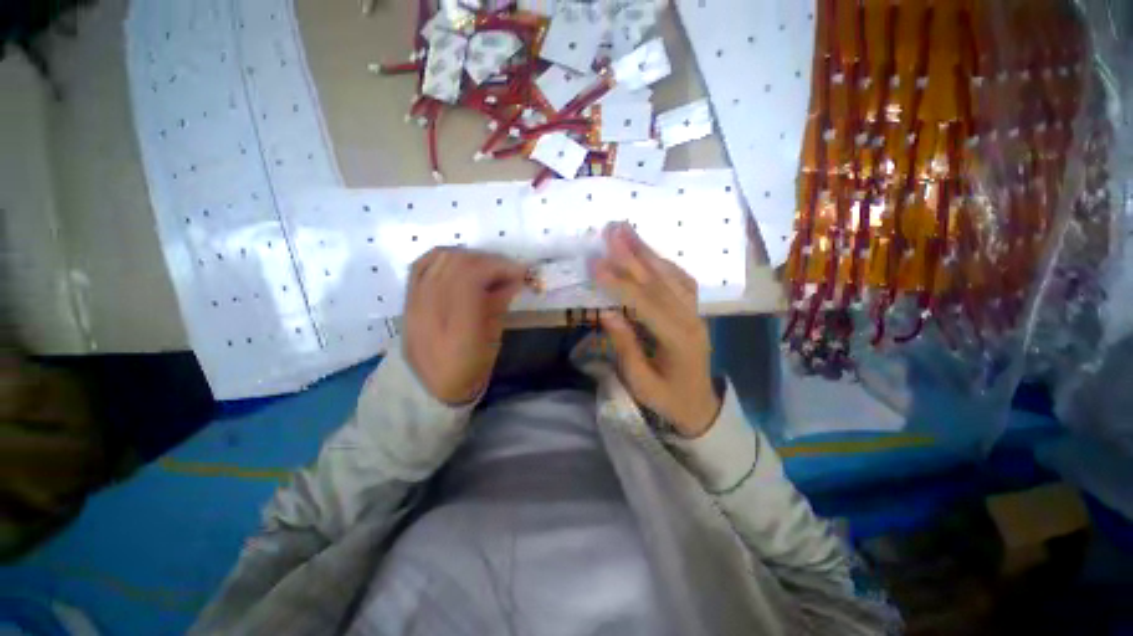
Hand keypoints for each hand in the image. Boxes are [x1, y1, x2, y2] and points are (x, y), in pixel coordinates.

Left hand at [403, 248, 526, 404]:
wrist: (431, 385)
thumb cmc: (470, 369)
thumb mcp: (493, 340)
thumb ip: (500, 304)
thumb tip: (514, 278)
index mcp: (458, 330)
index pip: (471, 278)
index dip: (497, 267)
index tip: (519, 271)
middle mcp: (431, 312)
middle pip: (456, 264)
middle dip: (488, 260)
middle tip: (507, 270)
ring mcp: (414, 304)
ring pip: (439, 259)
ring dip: (469, 256)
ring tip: (486, 267)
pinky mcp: (407, 300)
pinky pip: (421, 264)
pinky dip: (444, 256)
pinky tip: (460, 263)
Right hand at [594, 223, 721, 437]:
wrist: (700, 405)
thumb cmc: (667, 399)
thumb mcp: (641, 382)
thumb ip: (626, 346)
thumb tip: (607, 312)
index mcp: (677, 340)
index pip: (644, 303)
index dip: (619, 282)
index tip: (595, 264)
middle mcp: (690, 319)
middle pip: (659, 281)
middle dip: (633, 254)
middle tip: (613, 230)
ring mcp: (695, 311)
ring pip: (671, 275)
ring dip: (647, 251)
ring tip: (627, 231)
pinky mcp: (694, 310)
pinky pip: (681, 279)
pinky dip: (663, 262)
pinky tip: (649, 252)